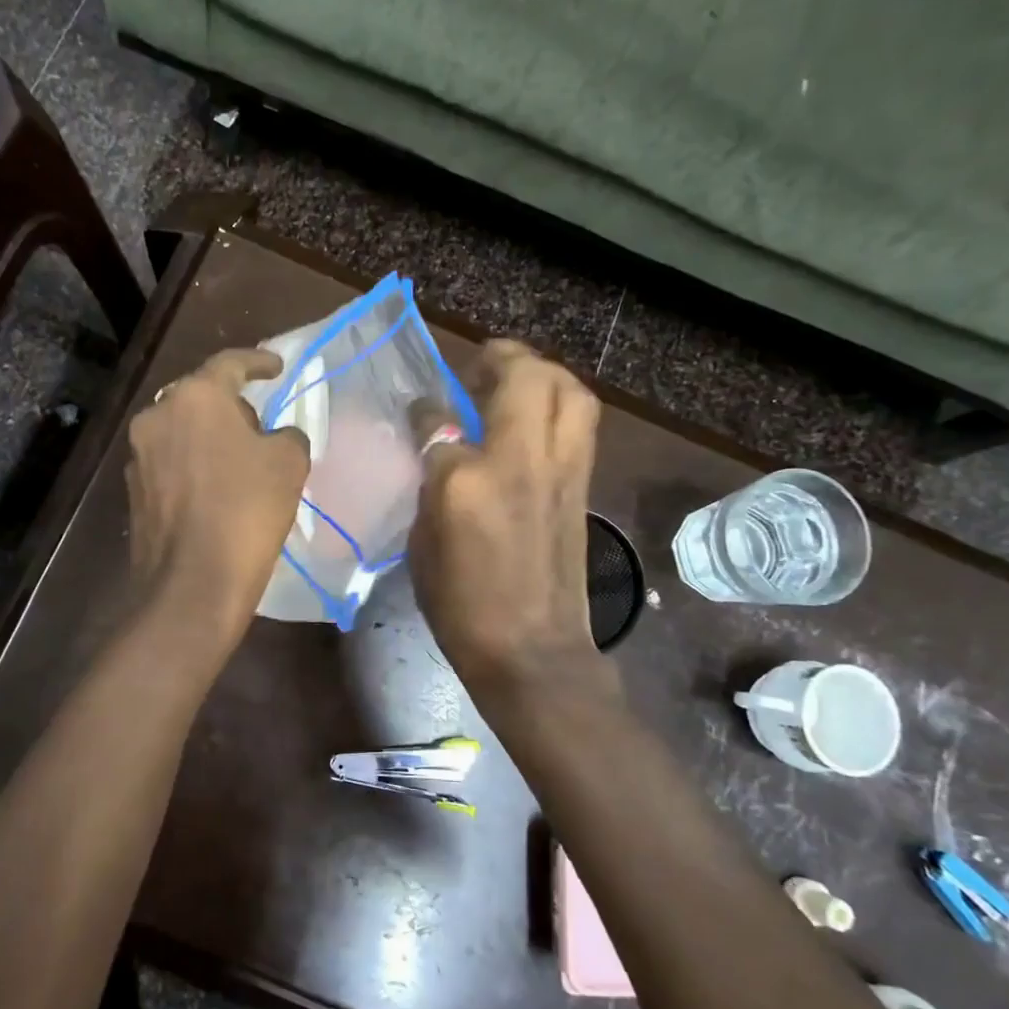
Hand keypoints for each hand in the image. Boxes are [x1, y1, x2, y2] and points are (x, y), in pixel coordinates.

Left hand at [127, 348, 309, 641]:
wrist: (192, 582)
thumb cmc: (246, 510)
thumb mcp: (289, 463)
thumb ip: (287, 434)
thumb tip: (276, 437)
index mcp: (195, 397)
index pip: (231, 364)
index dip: (259, 362)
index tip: (278, 367)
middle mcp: (158, 415)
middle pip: (200, 396)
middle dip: (232, 405)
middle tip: (261, 425)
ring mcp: (138, 453)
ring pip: (182, 430)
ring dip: (209, 437)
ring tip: (239, 462)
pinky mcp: (133, 489)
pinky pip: (170, 462)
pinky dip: (193, 466)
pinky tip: (214, 492)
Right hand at [408, 340, 601, 694]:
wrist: (532, 651)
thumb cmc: (462, 608)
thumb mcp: (424, 545)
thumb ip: (432, 485)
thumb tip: (439, 448)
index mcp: (465, 484)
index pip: (442, 421)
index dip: (428, 408)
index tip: (423, 407)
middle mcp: (520, 462)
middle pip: (526, 377)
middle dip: (502, 357)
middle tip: (481, 366)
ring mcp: (562, 470)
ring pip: (569, 391)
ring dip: (542, 373)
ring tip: (516, 382)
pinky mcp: (584, 485)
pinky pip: (579, 423)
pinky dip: (559, 405)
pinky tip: (534, 421)